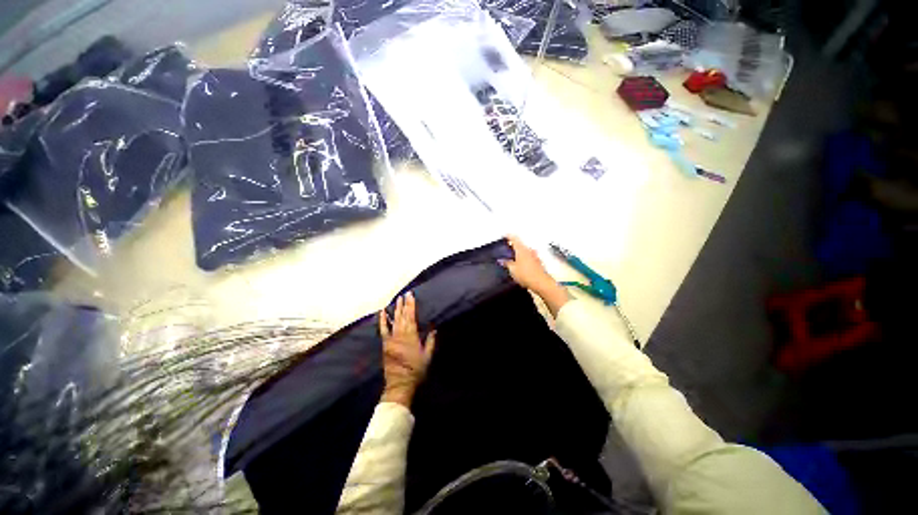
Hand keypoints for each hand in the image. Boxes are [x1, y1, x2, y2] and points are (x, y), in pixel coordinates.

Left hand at [378, 292, 435, 407]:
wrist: (400, 384)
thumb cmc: (416, 370)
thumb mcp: (427, 356)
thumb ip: (430, 341)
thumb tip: (434, 328)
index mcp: (411, 336)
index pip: (411, 316)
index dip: (411, 305)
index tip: (411, 295)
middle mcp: (401, 335)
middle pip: (402, 316)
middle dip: (404, 304)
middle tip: (405, 293)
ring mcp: (391, 339)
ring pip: (394, 320)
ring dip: (396, 309)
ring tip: (397, 299)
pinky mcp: (385, 344)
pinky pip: (383, 330)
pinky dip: (382, 320)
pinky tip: (382, 312)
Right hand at [501, 235, 570, 316]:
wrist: (541, 283)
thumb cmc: (525, 275)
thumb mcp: (512, 269)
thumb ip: (506, 263)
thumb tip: (501, 260)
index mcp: (521, 249)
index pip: (514, 238)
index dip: (508, 236)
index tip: (504, 235)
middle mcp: (529, 250)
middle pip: (520, 243)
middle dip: (514, 244)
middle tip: (507, 247)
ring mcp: (534, 255)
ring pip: (525, 250)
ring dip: (519, 251)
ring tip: (513, 255)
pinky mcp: (538, 262)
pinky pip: (529, 256)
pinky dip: (524, 257)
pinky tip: (521, 263)